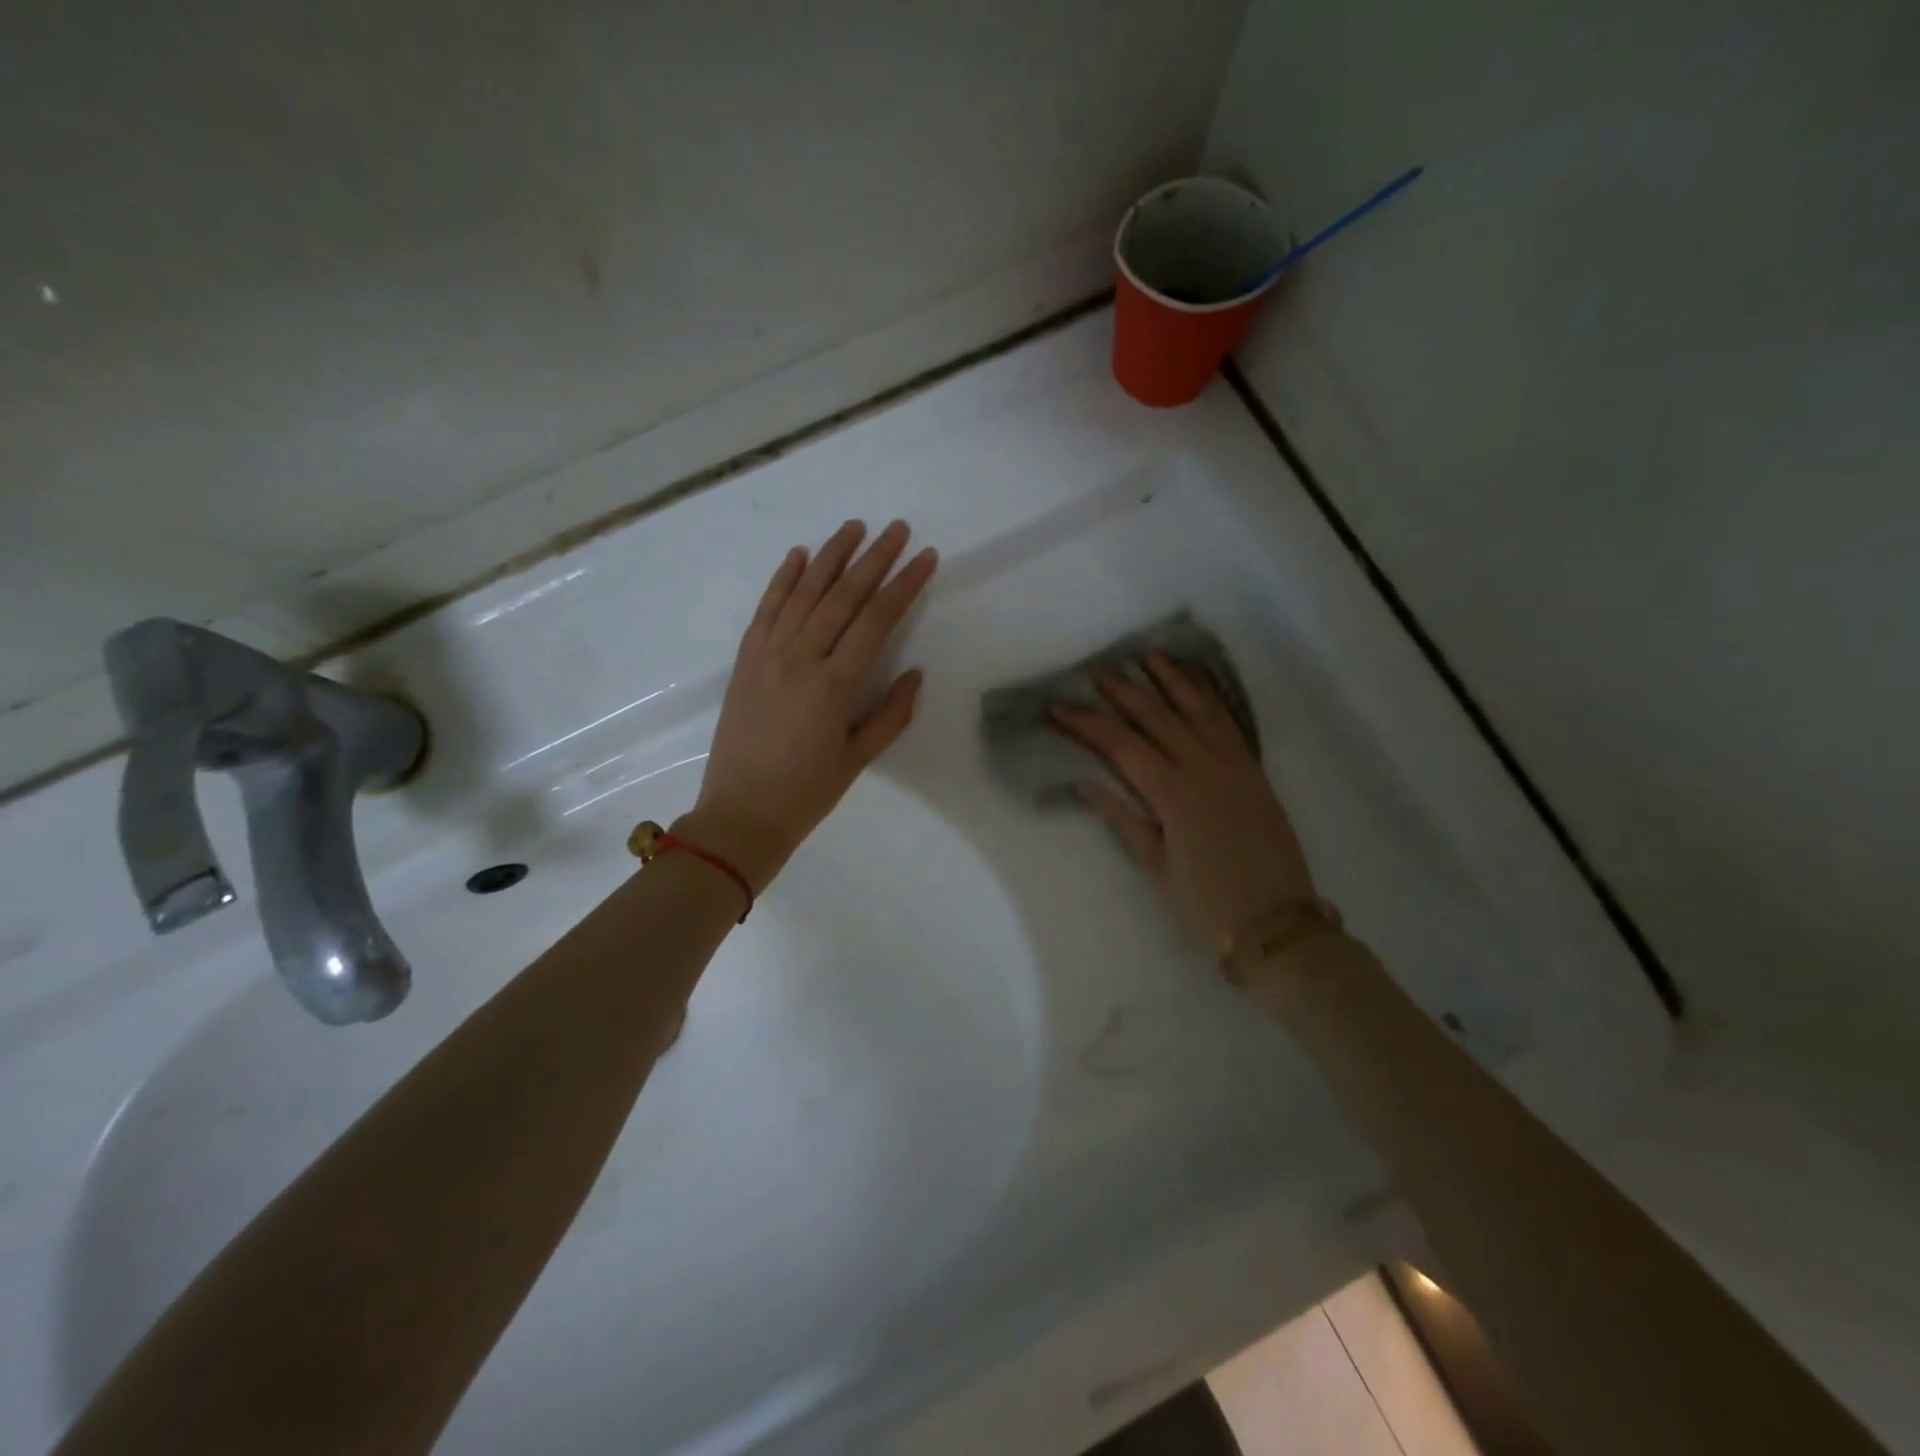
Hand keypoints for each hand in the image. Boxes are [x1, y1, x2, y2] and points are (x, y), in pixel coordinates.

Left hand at [683, 520, 937, 890]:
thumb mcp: (858, 759)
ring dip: (830, 556)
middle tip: (897, 529)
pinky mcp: (744, 660)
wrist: (740, 815)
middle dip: (874, 558)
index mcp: (834, 684)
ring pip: (803, 592)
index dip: (904, 585)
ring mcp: (767, 655)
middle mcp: (800, 658)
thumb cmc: (807, 794)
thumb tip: (914, 672)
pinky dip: (782, 579)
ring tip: (854, 527)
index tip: (926, 558)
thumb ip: (891, 713)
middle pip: (842, 596)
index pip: (876, 619)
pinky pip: (766, 609)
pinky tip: (799, 555)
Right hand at [1053, 654, 1315, 953]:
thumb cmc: (1208, 905)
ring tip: (1147, 657)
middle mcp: (1205, 768)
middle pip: (1157, 717)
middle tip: (1095, 670)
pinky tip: (1197, 684)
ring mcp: (1235, 765)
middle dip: (1122, 691)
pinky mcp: (1254, 771)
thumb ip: (1123, 819)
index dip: (1086, 723)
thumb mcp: (1157, 867)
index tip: (1057, 707)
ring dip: (1171, 680)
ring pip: (1197, 709)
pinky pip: (1229, 722)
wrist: (1278, 925)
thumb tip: (1084, 783)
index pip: (1121, 746)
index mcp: (1175, 795)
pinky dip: (1210, 698)